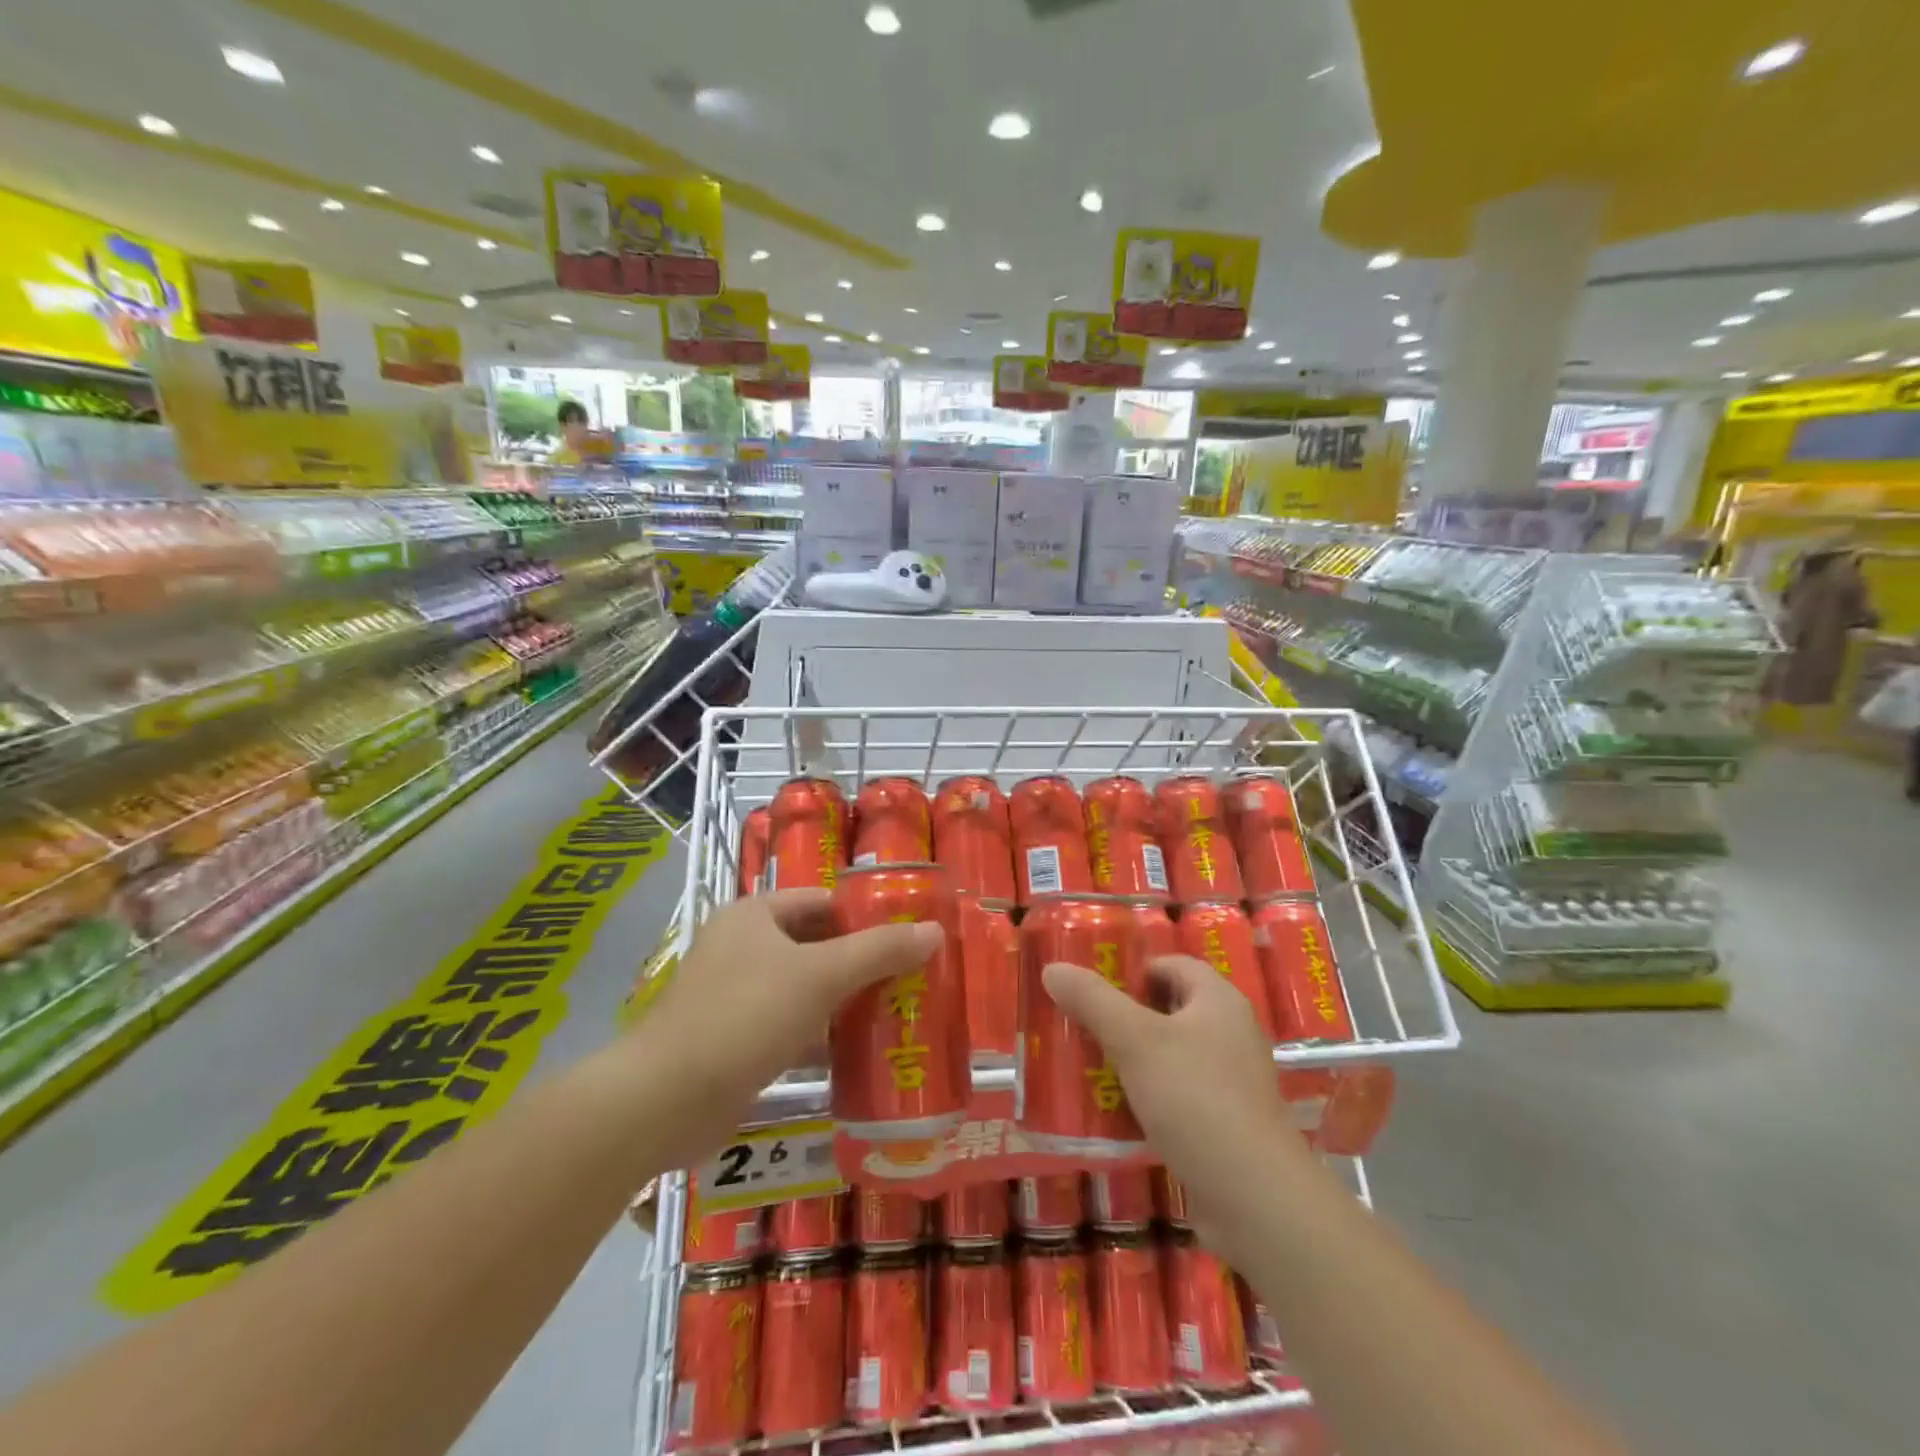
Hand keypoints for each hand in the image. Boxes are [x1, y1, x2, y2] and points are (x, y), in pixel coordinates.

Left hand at [633, 890, 939, 1149]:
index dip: (865, 915)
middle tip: (912, 978)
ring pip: (804, 988)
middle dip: (861, 962)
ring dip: (844, 1001)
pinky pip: (790, 1026)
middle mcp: (742, 947)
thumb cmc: (745, 1016)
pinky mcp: (734, 1040)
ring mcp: (734, 995)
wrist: (665, 1100)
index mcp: (755, 915)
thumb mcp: (821, 976)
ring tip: (897, 1013)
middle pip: (816, 945)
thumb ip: (879, 950)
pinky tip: (859, 1053)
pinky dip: (821, 1036)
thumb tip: (934, 930)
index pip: (823, 902)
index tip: (908, 937)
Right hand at [1042, 955, 1306, 1259]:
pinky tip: (1114, 1112)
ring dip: (1132, 1060)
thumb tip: (1053, 968)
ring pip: (1170, 1056)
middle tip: (1081, 1025)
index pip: (1173, 965)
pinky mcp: (1225, 1124)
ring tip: (1087, 1066)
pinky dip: (1147, 1098)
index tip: (1093, 988)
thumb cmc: (1195, 1098)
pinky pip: (1177, 1096)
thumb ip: (1092, 1001)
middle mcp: (1231, 1034)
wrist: (1254, 1199)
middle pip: (1169, 1010)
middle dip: (1125, 1017)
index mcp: (1219, 1001)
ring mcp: (1232, 1082)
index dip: (1134, 969)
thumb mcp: (1134, 1040)